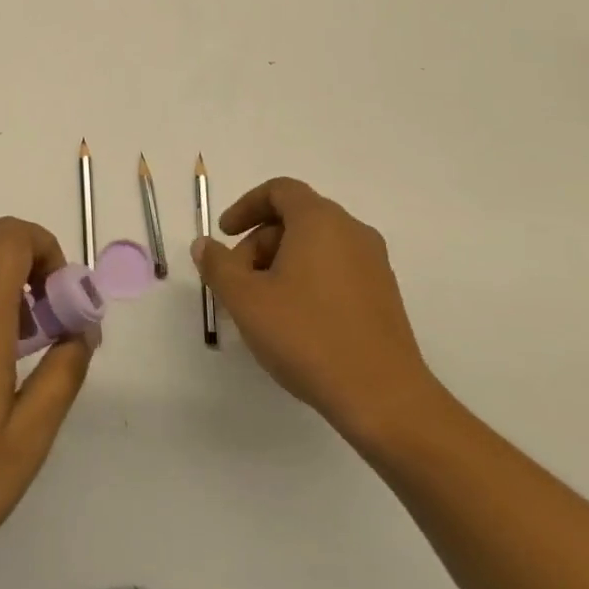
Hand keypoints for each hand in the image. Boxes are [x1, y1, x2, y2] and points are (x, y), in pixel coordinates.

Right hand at [194, 177, 440, 454]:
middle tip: (238, 281)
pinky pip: (336, 270)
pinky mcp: (384, 295)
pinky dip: (308, 280)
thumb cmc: (307, 336)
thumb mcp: (246, 299)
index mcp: (320, 220)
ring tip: (262, 306)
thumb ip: (218, 265)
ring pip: (316, 246)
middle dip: (259, 243)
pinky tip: (294, 321)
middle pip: (296, 218)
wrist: (383, 398)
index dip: (246, 206)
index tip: (225, 234)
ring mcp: (374, 264)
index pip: (279, 190)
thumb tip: (204, 245)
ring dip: (281, 264)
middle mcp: (352, 232)